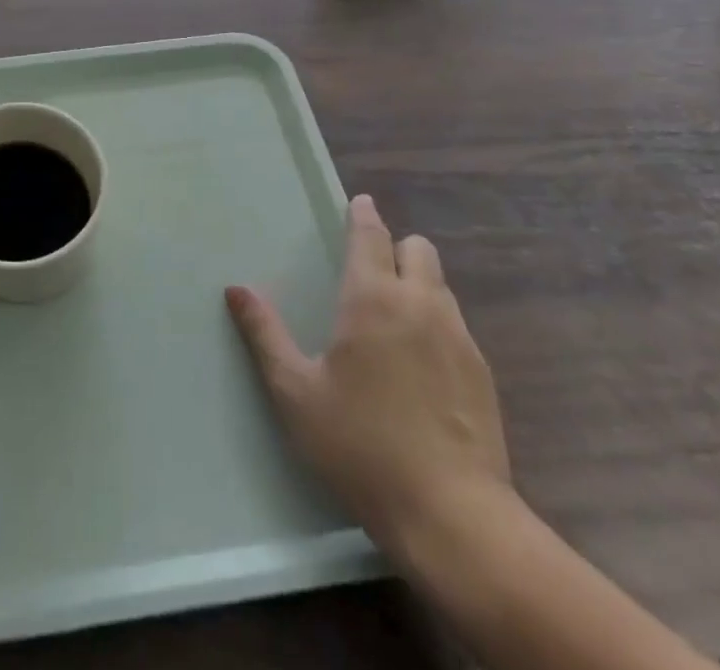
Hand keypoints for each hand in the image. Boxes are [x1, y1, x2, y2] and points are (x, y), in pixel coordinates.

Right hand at [225, 196, 509, 554]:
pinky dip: (436, 323)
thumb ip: (265, 335)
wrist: (454, 517)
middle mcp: (421, 304)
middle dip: (395, 248)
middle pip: (418, 248)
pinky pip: (456, 324)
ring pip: (440, 285)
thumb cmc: (362, 446)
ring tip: (393, 318)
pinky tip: (420, 364)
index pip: (371, 235)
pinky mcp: (483, 373)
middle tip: (370, 271)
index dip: (363, 214)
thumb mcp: (296, 393)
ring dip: (418, 284)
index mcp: (373, 298)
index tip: (359, 203)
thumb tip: (236, 289)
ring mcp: (459, 337)